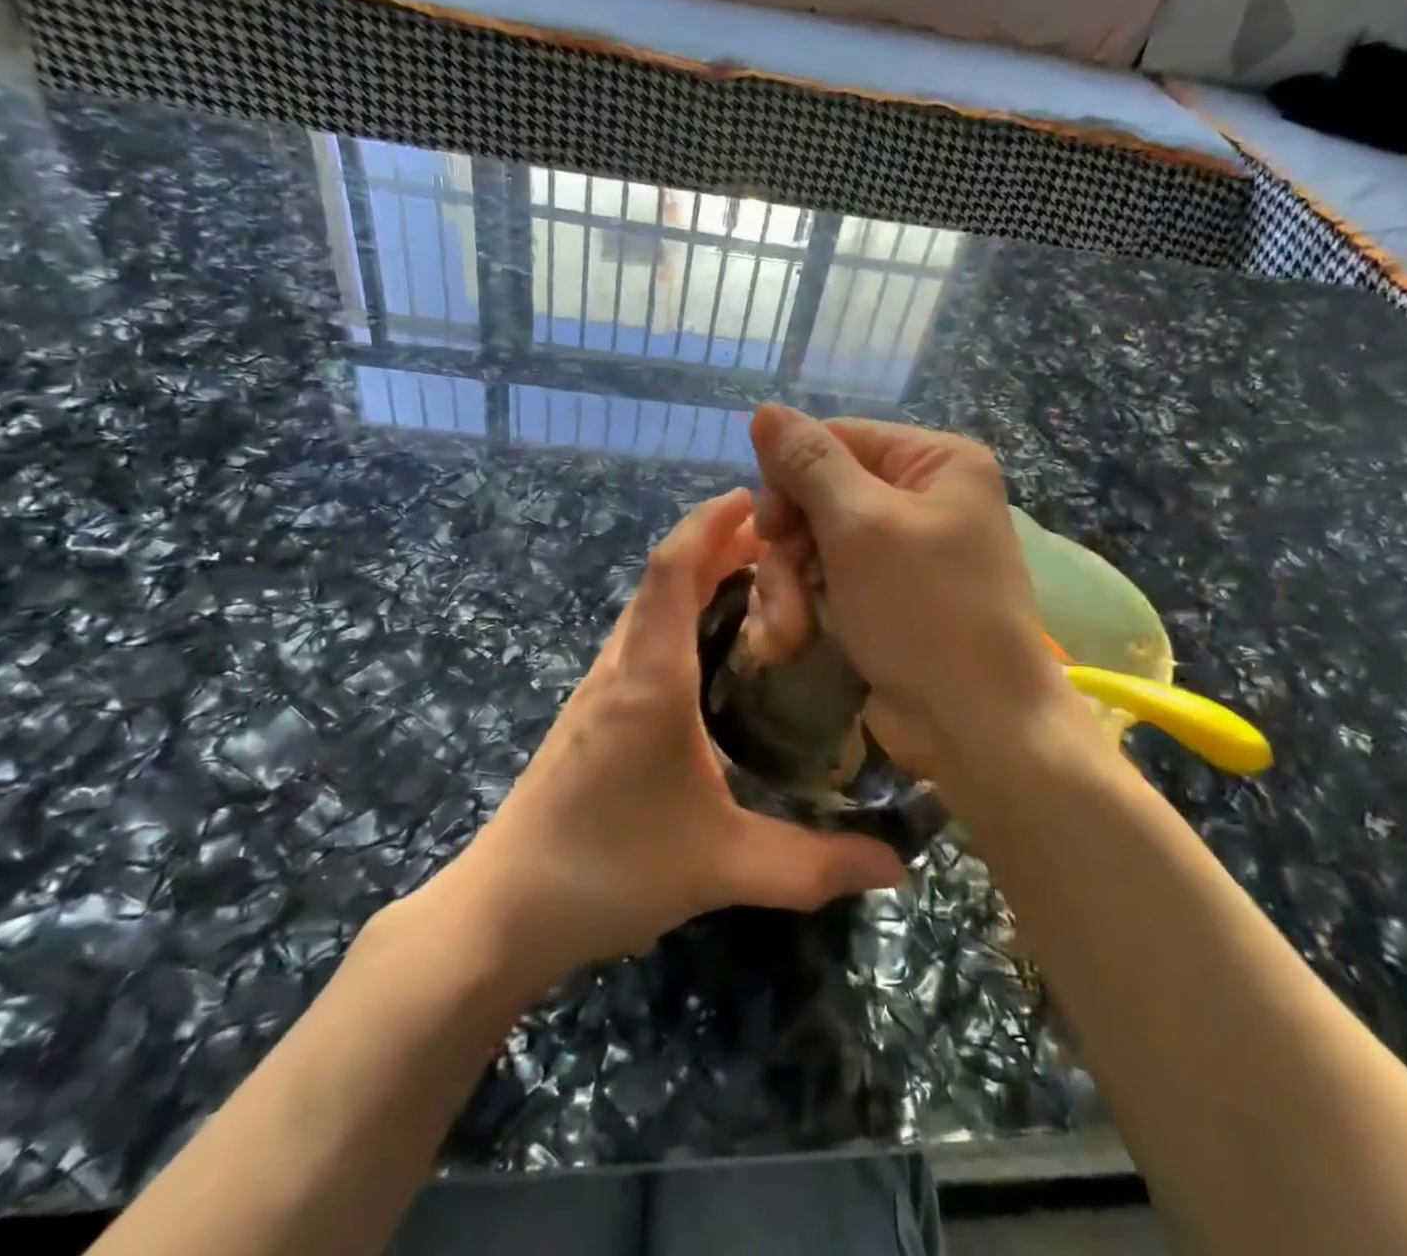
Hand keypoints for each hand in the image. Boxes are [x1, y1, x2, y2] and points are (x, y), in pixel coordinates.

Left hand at [404, 488, 907, 997]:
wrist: (506, 909)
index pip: (674, 569)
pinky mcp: (594, 711)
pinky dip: (680, 612)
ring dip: (697, 576)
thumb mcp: (724, 865)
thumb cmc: (611, 870)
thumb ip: (815, 865)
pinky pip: (642, 636)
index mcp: (651, 678)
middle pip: (664, 576)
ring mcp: (601, 687)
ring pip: (650, 605)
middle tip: (784, 538)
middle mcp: (623, 666)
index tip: (758, 496)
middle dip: (718, 542)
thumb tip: (900, 868)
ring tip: (759, 577)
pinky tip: (714, 645)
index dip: (711, 521)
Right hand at [748, 406, 1076, 786]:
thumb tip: (765, 410)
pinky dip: (803, 609)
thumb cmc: (924, 610)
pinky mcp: (883, 598)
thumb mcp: (860, 526)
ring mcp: (901, 552)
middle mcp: (921, 498)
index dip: (790, 478)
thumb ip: (809, 464)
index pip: (837, 440)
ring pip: (814, 545)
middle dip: (788, 548)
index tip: (768, 527)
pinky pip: (825, 582)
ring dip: (787, 588)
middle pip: (819, 496)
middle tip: (778, 587)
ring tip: (785, 634)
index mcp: (934, 462)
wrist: (974, 723)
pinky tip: (789, 643)